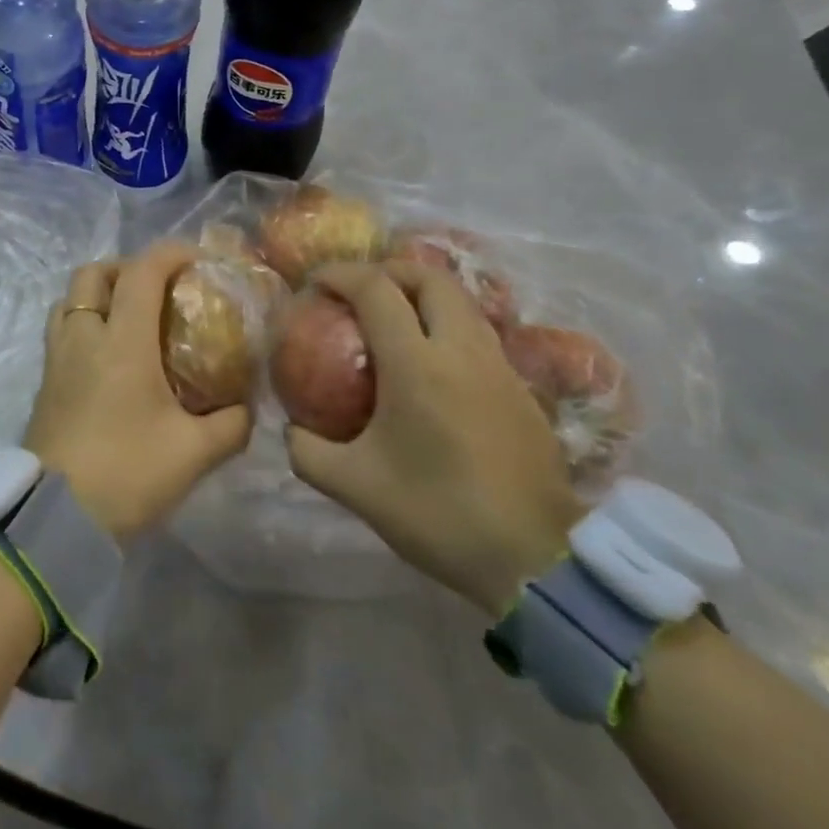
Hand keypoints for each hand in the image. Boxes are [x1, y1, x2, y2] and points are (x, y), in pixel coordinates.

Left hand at [24, 242, 253, 541]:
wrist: (54, 520)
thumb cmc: (127, 473)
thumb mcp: (194, 453)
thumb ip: (231, 425)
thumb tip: (246, 408)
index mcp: (121, 341)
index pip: (142, 271)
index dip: (171, 254)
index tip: (198, 261)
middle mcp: (83, 337)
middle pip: (92, 274)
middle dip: (126, 268)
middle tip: (156, 291)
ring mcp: (56, 359)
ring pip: (69, 300)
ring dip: (99, 295)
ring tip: (129, 320)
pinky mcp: (44, 383)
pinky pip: (61, 332)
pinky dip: (84, 325)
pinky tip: (108, 359)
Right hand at [285, 261, 583, 616]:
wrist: (536, 559)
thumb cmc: (438, 514)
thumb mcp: (354, 487)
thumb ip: (308, 452)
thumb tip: (292, 430)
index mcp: (416, 364)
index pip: (376, 289)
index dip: (341, 274)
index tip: (316, 281)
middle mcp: (461, 350)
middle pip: (429, 277)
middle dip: (389, 270)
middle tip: (360, 289)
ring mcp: (498, 366)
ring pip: (461, 302)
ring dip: (423, 294)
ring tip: (394, 317)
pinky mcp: (521, 389)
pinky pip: (479, 333)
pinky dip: (448, 324)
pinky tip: (432, 362)